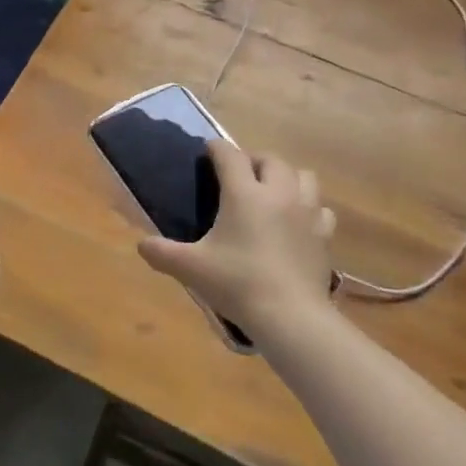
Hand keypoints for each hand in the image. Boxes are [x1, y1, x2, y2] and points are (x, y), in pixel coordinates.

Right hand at [137, 141, 335, 334]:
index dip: (216, 149)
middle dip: (253, 160)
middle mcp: (278, 193)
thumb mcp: (191, 268)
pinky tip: (297, 222)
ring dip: (286, 177)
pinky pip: (320, 208)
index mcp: (244, 193)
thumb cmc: (237, 283)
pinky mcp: (323, 235)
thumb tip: (142, 244)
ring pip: (303, 176)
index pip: (230, 155)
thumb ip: (162, 253)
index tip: (207, 151)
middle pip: (271, 159)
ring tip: (272, 193)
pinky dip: (308, 208)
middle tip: (239, 175)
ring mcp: (306, 212)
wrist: (290, 316)